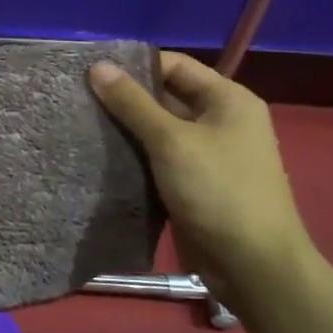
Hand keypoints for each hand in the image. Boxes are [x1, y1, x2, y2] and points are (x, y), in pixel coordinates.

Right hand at [90, 52, 313, 302]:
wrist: (253, 266)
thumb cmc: (218, 192)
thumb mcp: (172, 141)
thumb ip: (133, 103)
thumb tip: (98, 65)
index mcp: (228, 100)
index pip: (175, 65)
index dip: (135, 65)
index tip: (92, 73)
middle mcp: (221, 121)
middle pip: (166, 96)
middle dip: (125, 99)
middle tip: (79, 99)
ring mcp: (209, 155)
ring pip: (159, 131)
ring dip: (126, 130)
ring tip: (81, 124)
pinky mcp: (194, 184)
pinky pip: (159, 159)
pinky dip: (134, 157)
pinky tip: (100, 156)